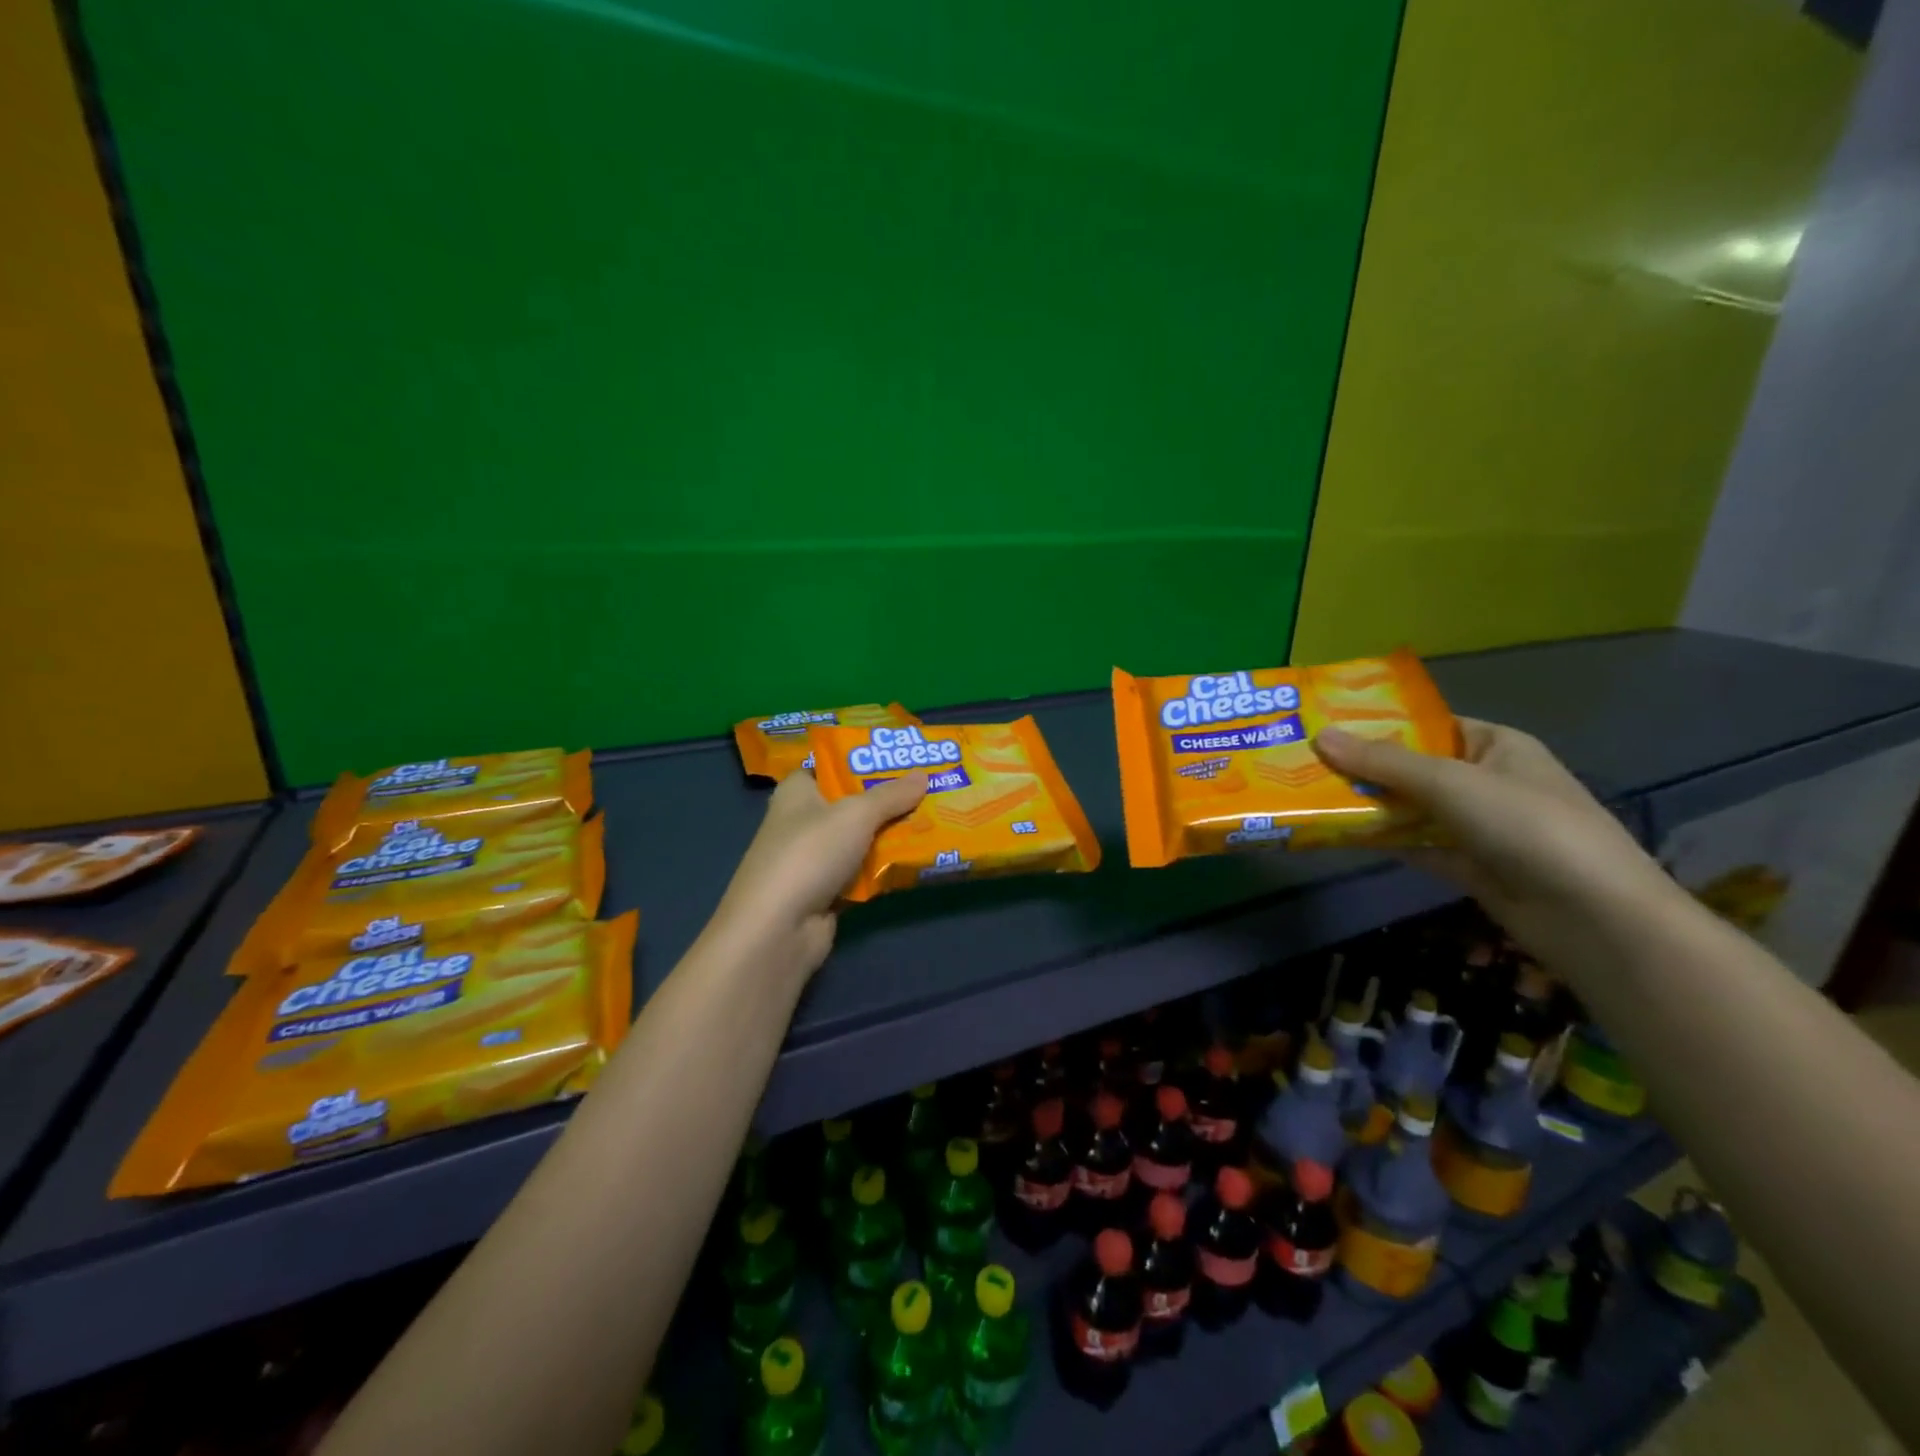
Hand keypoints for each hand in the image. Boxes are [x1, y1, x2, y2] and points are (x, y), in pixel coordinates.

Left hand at [707, 769, 927, 980]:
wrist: (779, 929)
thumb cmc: (810, 853)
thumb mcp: (856, 814)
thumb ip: (891, 795)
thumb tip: (923, 774)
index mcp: (797, 791)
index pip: (829, 766)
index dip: (861, 760)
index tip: (899, 757)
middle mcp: (802, 821)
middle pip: (851, 803)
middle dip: (888, 798)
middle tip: (930, 786)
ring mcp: (813, 860)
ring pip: (860, 840)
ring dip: (891, 835)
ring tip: (935, 819)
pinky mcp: (825, 892)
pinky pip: (863, 872)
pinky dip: (884, 869)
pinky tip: (918, 859)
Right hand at [1314, 718, 1684, 957]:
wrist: (1593, 917)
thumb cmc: (1527, 826)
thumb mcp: (1451, 783)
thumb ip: (1384, 762)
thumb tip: (1320, 736)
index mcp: (1494, 745)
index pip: (1427, 724)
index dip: (1378, 723)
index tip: (1324, 724)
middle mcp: (1485, 780)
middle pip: (1412, 767)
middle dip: (1363, 766)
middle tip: (1302, 761)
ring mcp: (1476, 826)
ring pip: (1409, 808)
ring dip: (1367, 804)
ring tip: (1307, 795)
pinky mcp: (1466, 865)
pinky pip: (1413, 843)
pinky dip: (1381, 839)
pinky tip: (1337, 833)